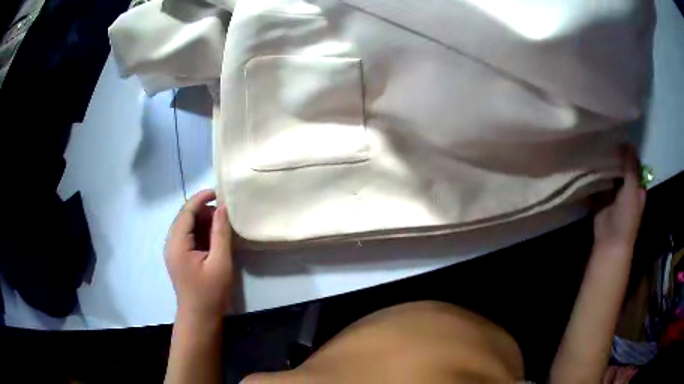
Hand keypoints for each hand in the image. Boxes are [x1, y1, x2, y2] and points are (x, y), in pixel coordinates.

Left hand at [165, 190, 233, 321]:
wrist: (199, 317)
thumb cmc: (210, 292)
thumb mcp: (220, 262)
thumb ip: (220, 233)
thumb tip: (222, 207)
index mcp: (177, 243)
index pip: (186, 211)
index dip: (201, 198)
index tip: (219, 192)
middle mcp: (171, 243)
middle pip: (185, 217)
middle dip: (204, 211)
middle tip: (225, 214)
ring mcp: (173, 251)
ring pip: (186, 226)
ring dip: (203, 222)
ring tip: (222, 226)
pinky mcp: (178, 257)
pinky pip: (188, 237)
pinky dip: (200, 233)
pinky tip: (214, 238)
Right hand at [593, 146, 646, 252]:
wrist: (611, 241)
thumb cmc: (626, 216)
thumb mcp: (632, 189)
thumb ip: (631, 167)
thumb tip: (629, 143)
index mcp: (637, 187)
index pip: (634, 165)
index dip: (629, 152)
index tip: (618, 136)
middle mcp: (627, 190)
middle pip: (621, 169)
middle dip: (614, 157)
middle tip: (604, 139)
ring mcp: (614, 196)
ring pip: (609, 177)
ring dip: (603, 167)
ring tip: (594, 148)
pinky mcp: (602, 202)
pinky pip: (598, 186)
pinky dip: (593, 179)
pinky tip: (587, 166)